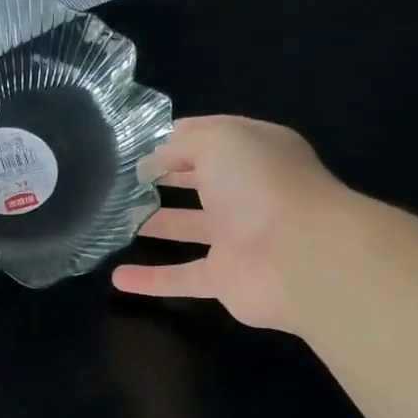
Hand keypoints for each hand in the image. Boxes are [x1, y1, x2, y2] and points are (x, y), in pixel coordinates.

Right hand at [113, 115, 346, 331]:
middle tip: (121, 180)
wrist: (301, 259)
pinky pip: (181, 277)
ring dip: (156, 223)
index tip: (133, 143)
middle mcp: (247, 192)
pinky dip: (151, 280)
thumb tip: (151, 160)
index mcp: (254, 152)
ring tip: (115, 219)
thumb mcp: (221, 142)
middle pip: (200, 182)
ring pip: (189, 228)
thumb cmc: (262, 187)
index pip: (210, 137)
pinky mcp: (225, 279)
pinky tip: (118, 279)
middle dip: (165, 178)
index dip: (174, 138)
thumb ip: (182, 145)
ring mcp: (237, 238)